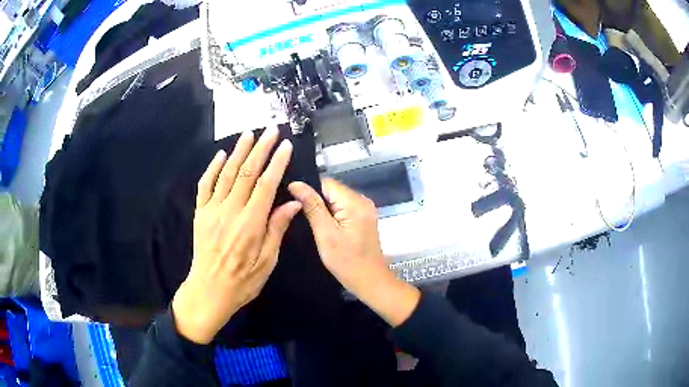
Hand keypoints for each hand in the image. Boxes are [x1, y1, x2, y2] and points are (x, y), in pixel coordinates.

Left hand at [172, 128, 301, 343]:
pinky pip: (205, 185)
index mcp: (251, 223)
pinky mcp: (200, 213)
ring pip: (227, 173)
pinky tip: (221, 155)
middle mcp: (231, 211)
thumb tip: (293, 203)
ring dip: (238, 151)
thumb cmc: (243, 281)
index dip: (277, 162)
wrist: (209, 290)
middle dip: (260, 148)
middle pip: (247, 172)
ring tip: (248, 133)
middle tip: (270, 130)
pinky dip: (213, 168)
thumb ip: (277, 229)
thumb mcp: (267, 261)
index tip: (285, 145)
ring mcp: (212, 210)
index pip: (267, 184)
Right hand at [288, 179, 419, 326]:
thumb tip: (296, 184)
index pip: (326, 183)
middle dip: (315, 200)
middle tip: (298, 214)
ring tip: (309, 221)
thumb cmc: (346, 261)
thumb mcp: (325, 234)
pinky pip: (343, 208)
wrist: (370, 281)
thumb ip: (312, 206)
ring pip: (336, 199)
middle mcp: (362, 200)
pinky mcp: (364, 218)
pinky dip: (332, 215)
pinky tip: (323, 226)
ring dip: (322, 208)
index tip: (293, 202)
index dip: (308, 190)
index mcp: (354, 202)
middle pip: (331, 190)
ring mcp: (365, 209)